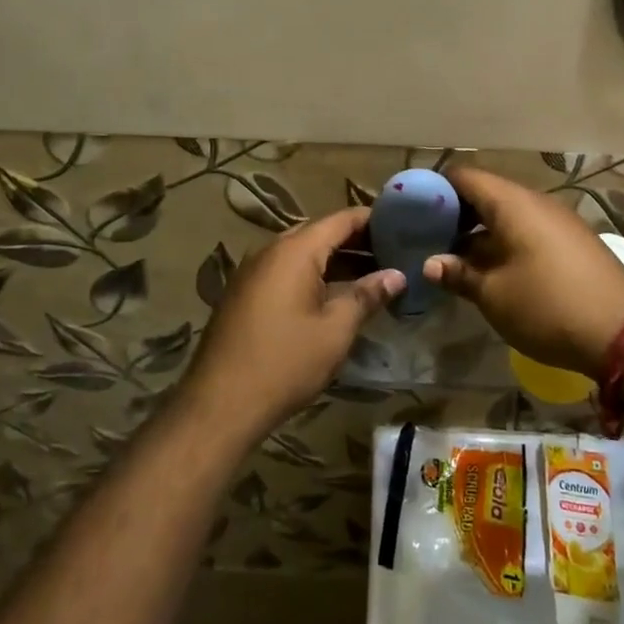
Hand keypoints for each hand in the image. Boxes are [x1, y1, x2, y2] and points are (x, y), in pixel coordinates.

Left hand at [178, 208, 403, 444]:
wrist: (220, 403)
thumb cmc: (285, 362)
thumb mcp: (335, 330)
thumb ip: (367, 296)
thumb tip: (396, 275)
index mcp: (294, 251)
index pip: (340, 219)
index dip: (373, 219)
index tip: (402, 226)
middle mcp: (270, 251)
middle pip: (319, 234)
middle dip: (356, 241)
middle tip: (392, 254)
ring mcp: (252, 272)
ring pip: (301, 254)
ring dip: (335, 261)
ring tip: (371, 276)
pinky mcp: (244, 294)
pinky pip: (285, 272)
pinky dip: (312, 276)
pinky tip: (333, 296)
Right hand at [425, 168, 623, 378]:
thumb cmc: (547, 307)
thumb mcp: (494, 294)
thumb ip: (459, 273)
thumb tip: (431, 263)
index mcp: (513, 204)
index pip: (465, 176)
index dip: (437, 188)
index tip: (414, 210)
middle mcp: (536, 202)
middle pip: (487, 193)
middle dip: (456, 213)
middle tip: (429, 238)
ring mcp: (559, 221)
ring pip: (508, 214)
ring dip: (480, 231)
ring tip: (455, 258)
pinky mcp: (572, 242)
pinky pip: (529, 229)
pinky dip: (505, 241)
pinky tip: (492, 269)